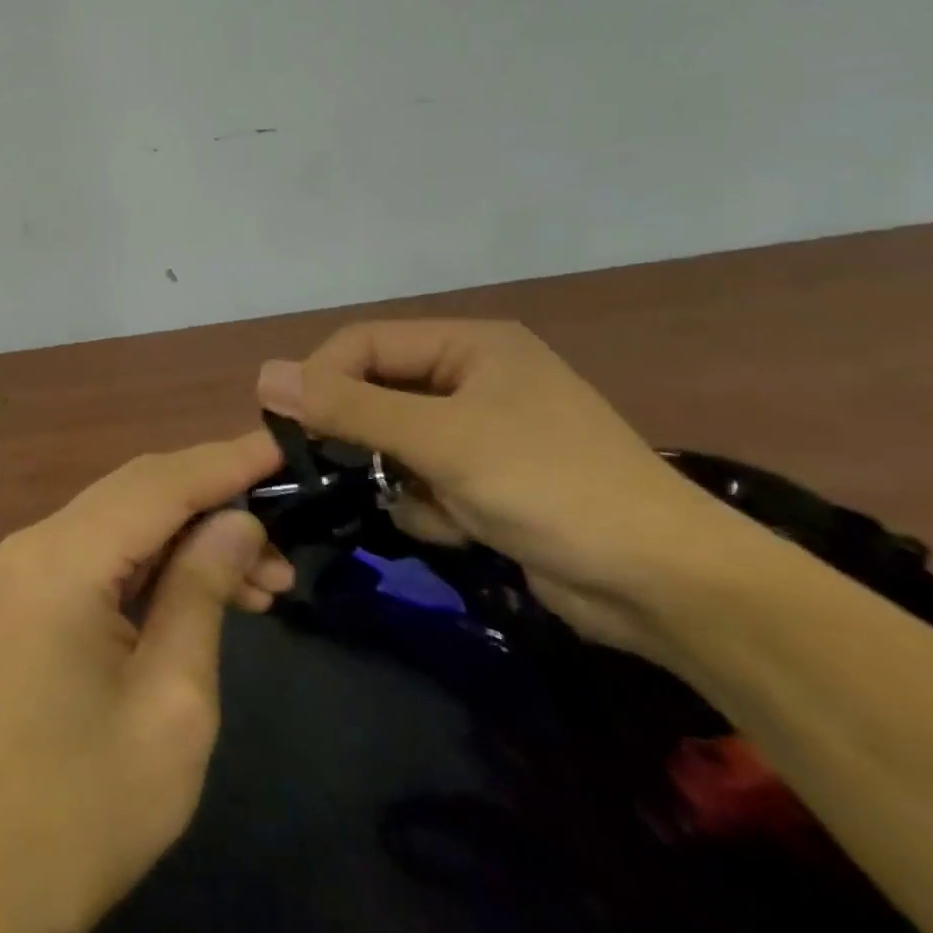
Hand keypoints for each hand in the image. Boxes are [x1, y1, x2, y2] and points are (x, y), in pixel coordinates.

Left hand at [0, 432, 289, 932]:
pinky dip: (164, 558)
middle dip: (217, 498)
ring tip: (271, 579)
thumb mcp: (174, 699)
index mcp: (61, 561)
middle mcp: (36, 542)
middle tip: (290, 528)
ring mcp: (29, 563)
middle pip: (139, 489)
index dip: (226, 460)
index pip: (158, 484)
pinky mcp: (35, 589)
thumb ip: (203, 589)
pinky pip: (109, 549)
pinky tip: (219, 587)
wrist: (3, 873)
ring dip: (195, 533)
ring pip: (128, 516)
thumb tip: (239, 520)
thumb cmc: (96, 801)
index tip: (285, 443)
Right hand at [259, 320, 743, 656]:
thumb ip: (348, 407)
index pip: (364, 344)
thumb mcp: (441, 440)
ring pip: (393, 443)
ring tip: (432, 504)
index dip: (320, 377)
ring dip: (398, 477)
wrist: (669, 589)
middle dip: (362, 436)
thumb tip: (263, 375)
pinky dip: (428, 506)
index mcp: (469, 346)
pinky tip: (462, 529)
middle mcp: (472, 378)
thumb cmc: (552, 487)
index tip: (287, 424)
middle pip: (377, 393)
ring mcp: (482, 432)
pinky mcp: (488, 481)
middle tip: (336, 469)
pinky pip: (423, 480)